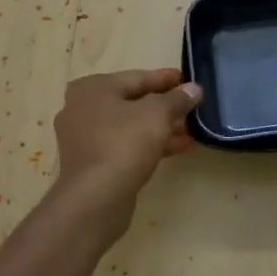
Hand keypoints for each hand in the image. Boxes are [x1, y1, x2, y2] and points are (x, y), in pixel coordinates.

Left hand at [51, 68, 201, 224]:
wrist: (96, 197)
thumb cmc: (124, 143)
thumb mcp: (157, 114)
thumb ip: (177, 98)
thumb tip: (194, 89)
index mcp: (92, 88)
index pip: (136, 77)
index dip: (165, 79)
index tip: (188, 80)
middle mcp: (82, 108)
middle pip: (132, 102)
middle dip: (164, 106)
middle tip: (191, 107)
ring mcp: (84, 138)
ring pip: (129, 126)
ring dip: (160, 127)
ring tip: (190, 129)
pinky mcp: (91, 162)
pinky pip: (124, 145)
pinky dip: (148, 144)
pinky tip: (177, 148)